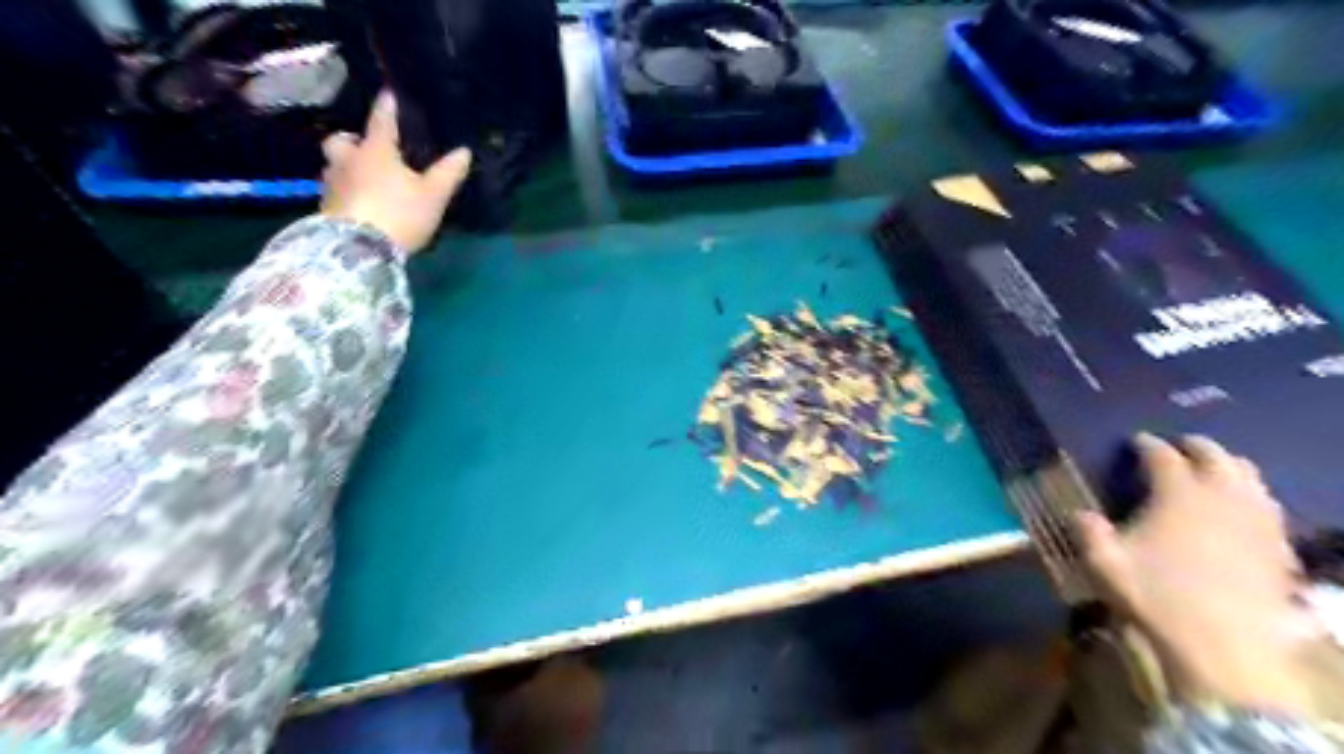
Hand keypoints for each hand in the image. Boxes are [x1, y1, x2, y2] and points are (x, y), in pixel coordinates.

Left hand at [318, 88, 472, 251]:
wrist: (359, 248)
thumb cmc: (399, 214)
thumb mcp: (433, 196)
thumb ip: (448, 173)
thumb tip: (464, 151)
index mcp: (376, 151)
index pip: (381, 121)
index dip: (387, 107)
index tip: (389, 94)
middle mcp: (348, 161)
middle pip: (340, 141)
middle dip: (351, 141)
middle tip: (364, 147)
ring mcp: (333, 185)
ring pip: (334, 167)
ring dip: (345, 168)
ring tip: (362, 179)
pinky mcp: (325, 209)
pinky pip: (335, 192)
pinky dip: (345, 192)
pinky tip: (358, 203)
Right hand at [1080, 433, 1325, 714]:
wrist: (1224, 646)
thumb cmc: (1156, 596)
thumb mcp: (1105, 562)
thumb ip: (1089, 531)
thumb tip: (1078, 513)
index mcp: (1178, 494)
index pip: (1162, 455)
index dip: (1147, 444)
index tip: (1136, 441)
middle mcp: (1222, 497)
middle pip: (1215, 456)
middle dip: (1195, 446)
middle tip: (1179, 446)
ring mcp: (1257, 521)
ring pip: (1250, 478)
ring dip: (1229, 467)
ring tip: (1214, 471)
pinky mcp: (1279, 548)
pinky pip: (1270, 509)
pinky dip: (1253, 499)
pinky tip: (1242, 512)